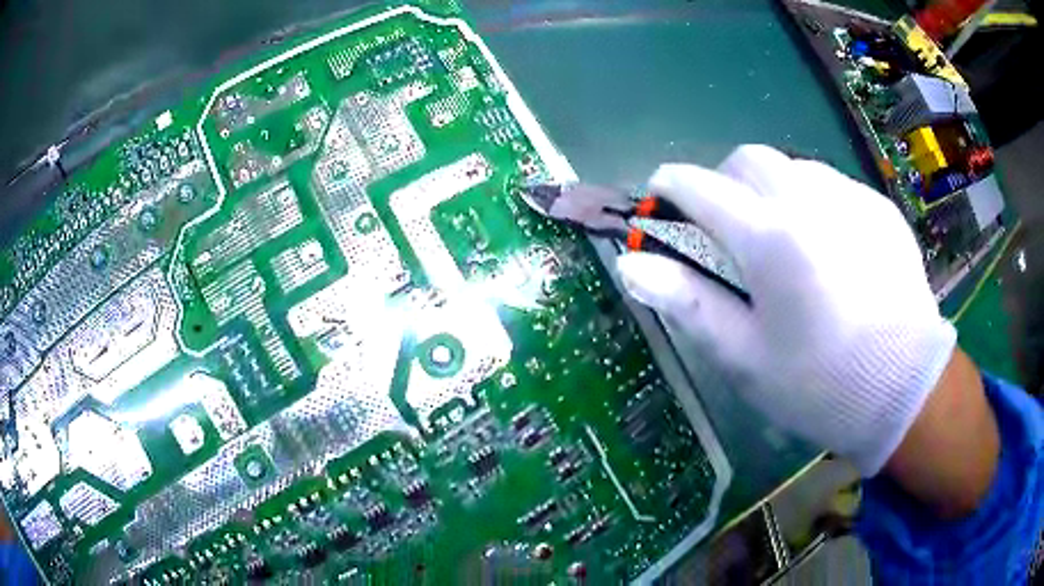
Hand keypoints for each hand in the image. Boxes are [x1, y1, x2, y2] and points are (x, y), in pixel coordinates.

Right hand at [616, 145, 957, 475]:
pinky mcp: (879, 208)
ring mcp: (851, 197)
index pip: (699, 186)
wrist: (905, 391)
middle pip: (747, 159)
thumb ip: (687, 302)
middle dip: (723, 181)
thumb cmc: (818, 385)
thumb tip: (630, 265)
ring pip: (792, 166)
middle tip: (728, 227)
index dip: (669, 186)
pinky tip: (830, 248)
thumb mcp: (744, 357)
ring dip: (771, 188)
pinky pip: (833, 185)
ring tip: (783, 238)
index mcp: (769, 238)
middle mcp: (809, 199)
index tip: (659, 199)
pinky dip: (813, 201)